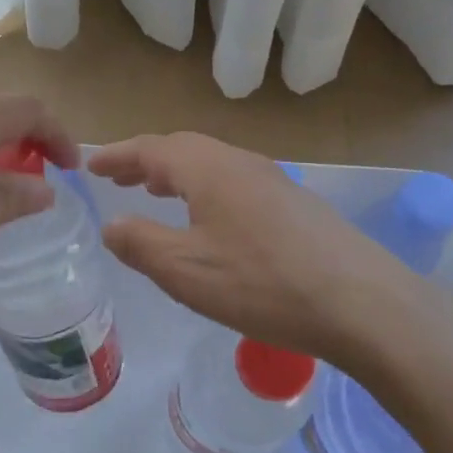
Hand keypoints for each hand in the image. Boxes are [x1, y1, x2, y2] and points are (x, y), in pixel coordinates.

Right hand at [87, 132, 447, 364]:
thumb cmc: (262, 283)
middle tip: (117, 177)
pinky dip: (204, 189)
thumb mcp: (186, 270)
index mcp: (208, 168)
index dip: (117, 156)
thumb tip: (111, 225)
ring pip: (211, 165)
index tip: (90, 164)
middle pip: (182, 150)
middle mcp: (240, 162)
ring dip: (176, 174)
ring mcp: (272, 180)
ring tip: (154, 191)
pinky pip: (233, 183)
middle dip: (145, 162)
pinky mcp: (294, 205)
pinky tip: (209, 219)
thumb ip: (140, 244)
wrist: (362, 304)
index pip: (151, 149)